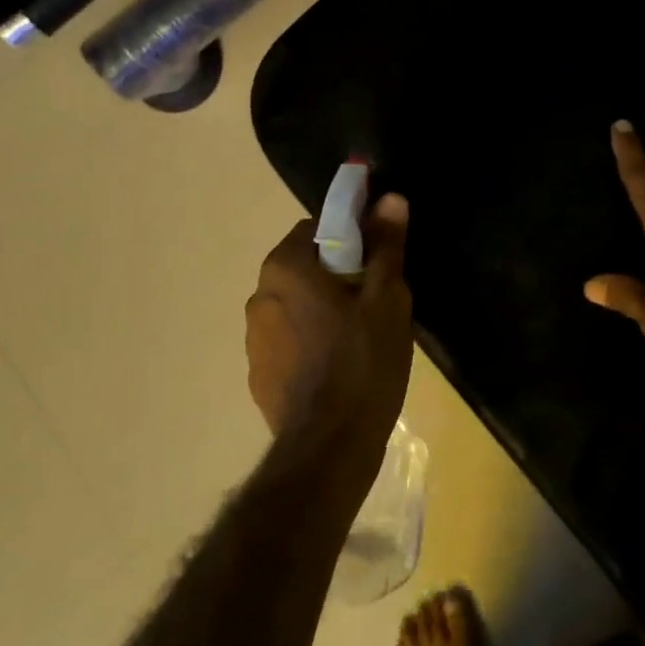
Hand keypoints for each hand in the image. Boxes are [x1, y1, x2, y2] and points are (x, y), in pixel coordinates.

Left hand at [246, 194, 414, 464]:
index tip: (377, 263)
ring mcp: (254, 339)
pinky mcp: (258, 374)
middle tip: (375, 302)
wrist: (329, 446)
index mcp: (285, 268)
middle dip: (338, 276)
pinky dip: (310, 343)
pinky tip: (339, 368)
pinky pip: (289, 341)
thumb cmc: (363, 362)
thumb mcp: (386, 299)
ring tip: (360, 340)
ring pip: (296, 306)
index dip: (352, 239)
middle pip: (305, 267)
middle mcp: (259, 296)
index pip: (317, 229)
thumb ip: (385, 246)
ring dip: (322, 311)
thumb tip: (390, 199)